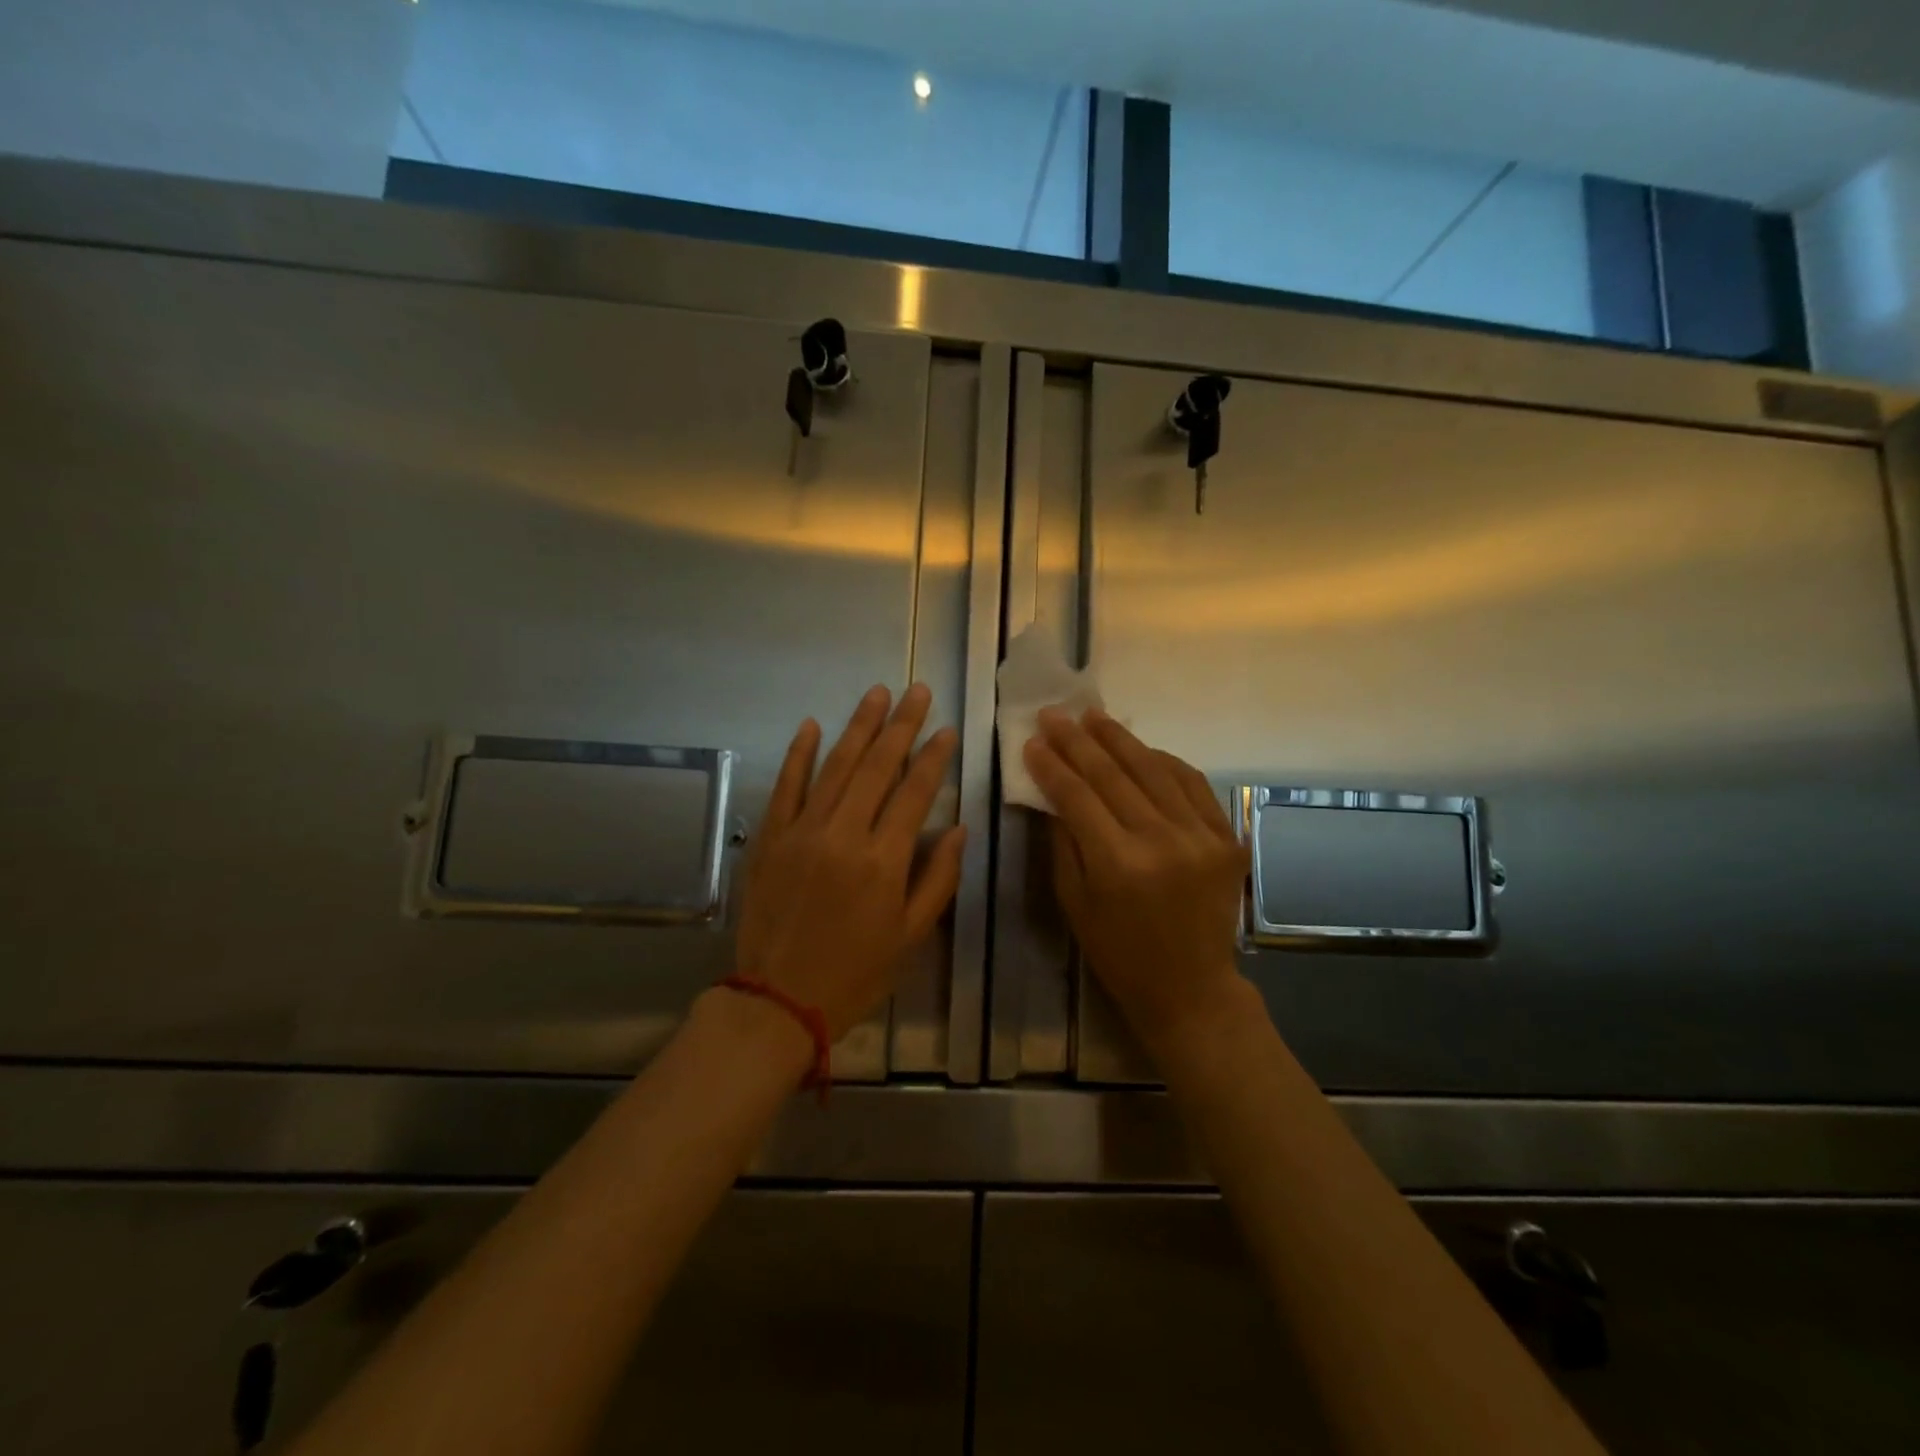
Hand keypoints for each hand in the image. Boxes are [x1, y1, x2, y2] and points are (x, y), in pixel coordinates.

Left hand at [734, 684, 964, 1039]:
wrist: (778, 1001)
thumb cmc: (856, 973)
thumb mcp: (912, 937)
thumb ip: (939, 879)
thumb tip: (958, 827)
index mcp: (883, 861)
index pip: (915, 793)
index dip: (934, 758)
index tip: (947, 730)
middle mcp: (843, 835)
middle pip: (877, 767)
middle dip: (901, 725)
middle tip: (917, 691)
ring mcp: (802, 831)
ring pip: (835, 766)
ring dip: (858, 726)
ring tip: (877, 693)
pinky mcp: (770, 837)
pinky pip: (786, 786)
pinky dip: (799, 754)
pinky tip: (812, 725)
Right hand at [1024, 707, 1252, 1056]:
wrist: (1191, 987)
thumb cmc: (1119, 952)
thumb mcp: (1075, 902)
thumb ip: (1065, 841)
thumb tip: (1054, 790)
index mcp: (1117, 864)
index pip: (1077, 796)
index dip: (1051, 765)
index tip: (1032, 741)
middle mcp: (1161, 841)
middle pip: (1113, 775)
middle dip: (1078, 741)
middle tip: (1055, 714)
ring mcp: (1201, 836)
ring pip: (1154, 769)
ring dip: (1120, 739)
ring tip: (1094, 717)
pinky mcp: (1227, 838)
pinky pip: (1192, 784)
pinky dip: (1164, 761)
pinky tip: (1141, 748)